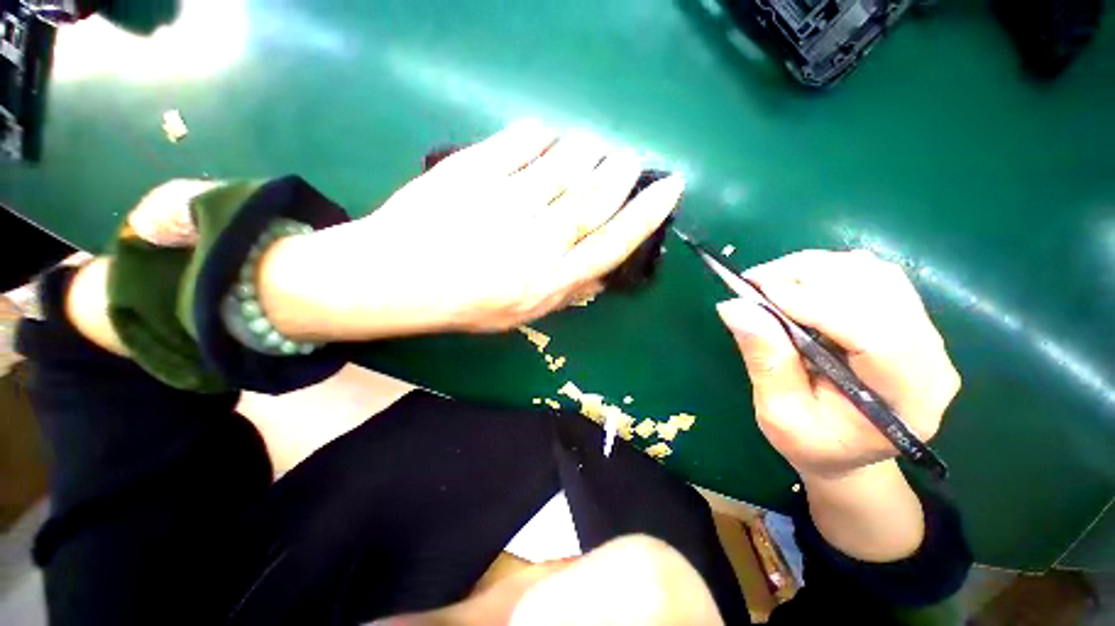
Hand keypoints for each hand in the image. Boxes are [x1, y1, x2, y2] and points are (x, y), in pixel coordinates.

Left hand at [261, 121, 683, 340]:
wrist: (395, 279)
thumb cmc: (463, 304)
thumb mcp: (520, 315)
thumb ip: (564, 293)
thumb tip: (600, 273)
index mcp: (547, 280)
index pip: (612, 243)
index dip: (646, 214)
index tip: (669, 187)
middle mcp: (536, 241)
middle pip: (595, 196)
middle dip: (621, 172)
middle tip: (628, 158)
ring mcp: (505, 201)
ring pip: (565, 162)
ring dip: (587, 149)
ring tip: (592, 146)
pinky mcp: (474, 171)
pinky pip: (521, 140)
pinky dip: (541, 133)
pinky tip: (546, 136)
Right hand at [716, 250, 960, 479]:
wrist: (848, 451)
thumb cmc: (813, 443)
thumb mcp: (780, 413)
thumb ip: (766, 361)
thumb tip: (735, 307)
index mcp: (907, 398)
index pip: (877, 335)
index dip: (818, 305)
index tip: (762, 292)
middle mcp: (930, 357)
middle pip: (879, 291)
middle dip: (810, 276)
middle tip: (754, 283)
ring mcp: (923, 332)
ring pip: (874, 273)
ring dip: (815, 268)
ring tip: (770, 282)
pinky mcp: (906, 317)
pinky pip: (871, 275)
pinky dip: (826, 269)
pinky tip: (796, 284)